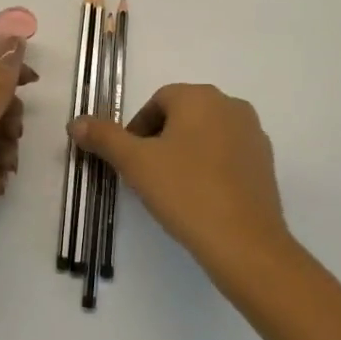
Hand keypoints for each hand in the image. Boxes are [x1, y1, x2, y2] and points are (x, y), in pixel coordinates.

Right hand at [71, 84, 291, 286]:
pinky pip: (228, 154)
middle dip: (161, 140)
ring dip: (186, 153)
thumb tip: (75, 122)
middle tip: (148, 175)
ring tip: (173, 189)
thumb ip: (104, 138)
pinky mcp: (266, 161)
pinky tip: (201, 198)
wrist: (245, 243)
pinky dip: (211, 167)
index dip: (138, 130)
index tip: (130, 162)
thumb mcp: (136, 164)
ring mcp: (253, 133)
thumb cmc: (186, 192)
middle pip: (183, 115)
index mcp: (199, 96)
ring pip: (206, 134)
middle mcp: (230, 105)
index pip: (158, 101)